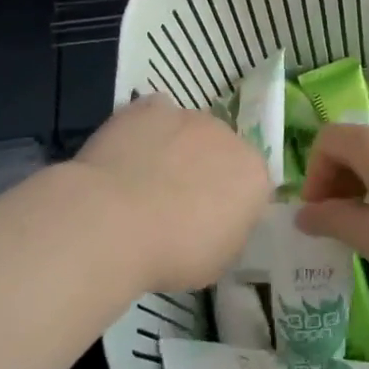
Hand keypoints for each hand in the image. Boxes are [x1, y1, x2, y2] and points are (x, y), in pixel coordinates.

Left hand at [73, 97, 271, 291]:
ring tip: (143, 180)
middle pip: (220, 151)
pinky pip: (153, 116)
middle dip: (204, 170)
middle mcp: (227, 136)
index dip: (229, 204)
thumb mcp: (218, 261)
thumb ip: (229, 230)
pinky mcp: (148, 107)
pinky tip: (126, 155)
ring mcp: (186, 116)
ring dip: (174, 148)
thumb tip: (219, 219)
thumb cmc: (174, 252)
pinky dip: (145, 130)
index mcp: (253, 175)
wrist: (115, 222)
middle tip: (174, 202)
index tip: (208, 223)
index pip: (250, 185)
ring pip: (186, 131)